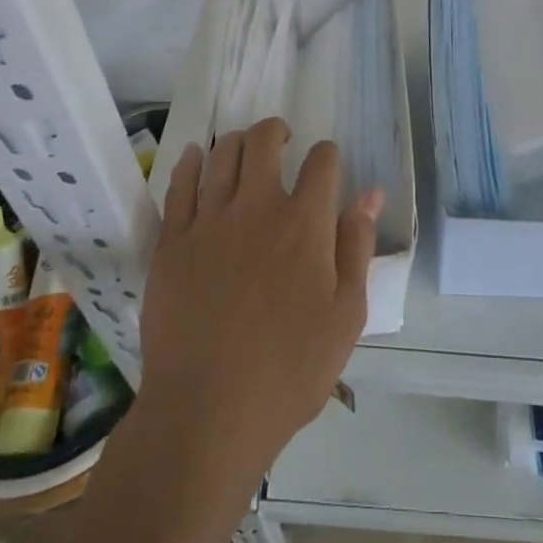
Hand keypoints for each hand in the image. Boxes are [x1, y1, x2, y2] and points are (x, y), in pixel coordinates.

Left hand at [135, 118, 381, 496]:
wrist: (207, 411)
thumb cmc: (289, 369)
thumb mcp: (346, 315)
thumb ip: (357, 246)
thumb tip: (370, 194)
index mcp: (305, 223)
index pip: (323, 161)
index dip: (328, 156)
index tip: (327, 167)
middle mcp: (257, 207)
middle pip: (264, 141)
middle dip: (277, 131)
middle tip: (282, 142)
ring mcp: (209, 220)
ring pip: (221, 154)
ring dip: (238, 142)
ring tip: (245, 150)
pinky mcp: (172, 240)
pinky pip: (180, 185)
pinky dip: (191, 162)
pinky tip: (197, 156)